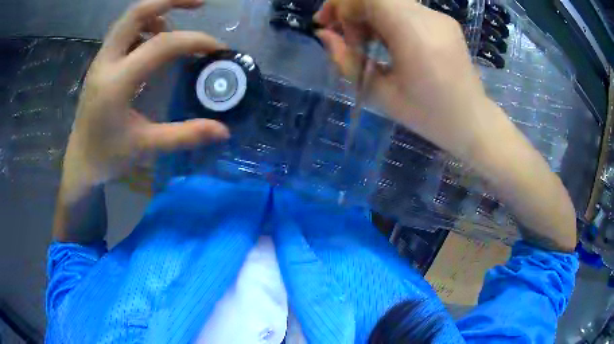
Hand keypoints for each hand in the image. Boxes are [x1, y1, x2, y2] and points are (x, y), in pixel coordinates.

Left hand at [62, 0, 229, 197]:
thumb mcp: (146, 147)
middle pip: (138, 12)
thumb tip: (224, 130)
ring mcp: (101, 59)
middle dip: (172, 0)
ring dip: (158, 11)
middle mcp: (106, 61)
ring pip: (130, 18)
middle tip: (201, 3)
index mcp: (117, 82)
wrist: (80, 161)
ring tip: (179, 23)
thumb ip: (184, 135)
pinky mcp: (101, 62)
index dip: (195, 40)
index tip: (217, 49)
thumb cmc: (108, 156)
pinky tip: (155, 39)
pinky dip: (145, 25)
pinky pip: (125, 30)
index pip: (162, 44)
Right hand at [315, 0, 576, 250]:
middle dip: (351, 7)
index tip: (326, 22)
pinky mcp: (444, 26)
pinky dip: (384, 20)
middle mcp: (431, 19)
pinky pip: (403, 10)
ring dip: (368, 15)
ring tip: (359, 44)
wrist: (481, 134)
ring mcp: (440, 21)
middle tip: (338, 35)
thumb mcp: (383, 98)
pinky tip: (382, 44)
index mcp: (417, 36)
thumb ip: (350, 63)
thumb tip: (327, 36)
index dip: (343, 2)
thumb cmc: (436, 125)